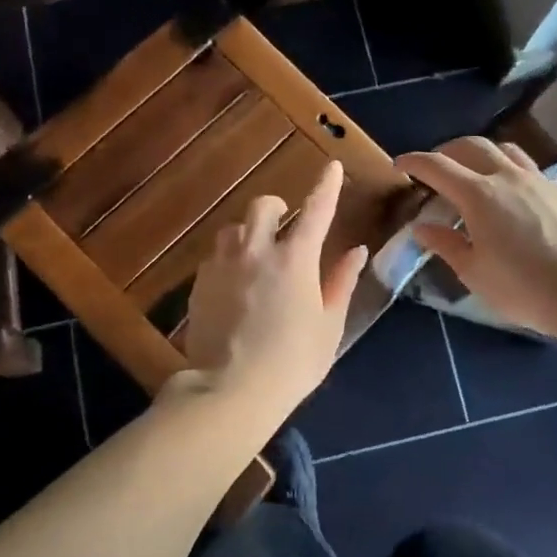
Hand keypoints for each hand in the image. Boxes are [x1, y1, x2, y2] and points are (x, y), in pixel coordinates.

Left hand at [183, 161, 367, 413]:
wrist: (230, 390)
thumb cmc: (293, 361)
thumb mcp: (329, 325)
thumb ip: (342, 282)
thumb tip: (357, 252)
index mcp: (295, 259)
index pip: (316, 210)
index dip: (325, 185)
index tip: (330, 166)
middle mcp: (256, 251)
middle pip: (263, 206)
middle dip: (277, 208)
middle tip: (285, 225)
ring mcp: (222, 265)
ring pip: (233, 229)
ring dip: (248, 233)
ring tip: (256, 256)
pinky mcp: (199, 283)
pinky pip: (215, 257)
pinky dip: (229, 260)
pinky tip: (235, 285)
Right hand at [395, 137, 556, 337]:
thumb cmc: (524, 286)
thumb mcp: (474, 273)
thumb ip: (446, 245)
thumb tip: (422, 227)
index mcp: (478, 195)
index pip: (437, 166)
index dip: (414, 161)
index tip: (399, 164)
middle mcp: (506, 177)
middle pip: (470, 146)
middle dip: (446, 150)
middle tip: (434, 167)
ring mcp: (537, 180)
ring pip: (503, 149)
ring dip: (479, 152)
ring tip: (471, 171)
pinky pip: (526, 165)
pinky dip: (506, 167)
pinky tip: (507, 192)